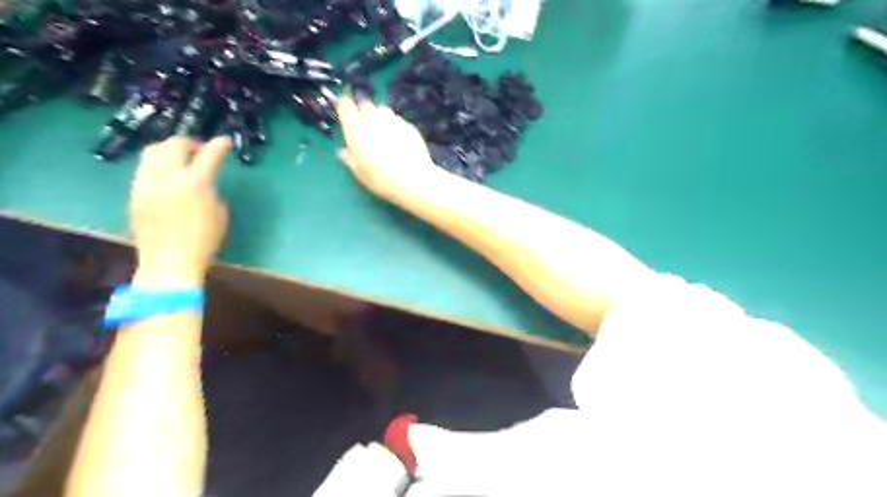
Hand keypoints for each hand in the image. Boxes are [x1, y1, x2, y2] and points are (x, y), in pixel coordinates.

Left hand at [131, 136, 231, 286]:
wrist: (169, 262)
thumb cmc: (204, 241)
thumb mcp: (219, 213)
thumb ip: (210, 191)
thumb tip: (203, 182)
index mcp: (194, 184)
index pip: (208, 155)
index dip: (219, 145)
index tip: (225, 141)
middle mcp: (167, 177)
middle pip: (174, 145)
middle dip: (190, 142)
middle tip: (200, 149)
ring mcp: (146, 183)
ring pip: (153, 152)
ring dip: (169, 149)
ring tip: (180, 157)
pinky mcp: (134, 193)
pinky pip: (144, 168)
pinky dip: (158, 164)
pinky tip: (167, 174)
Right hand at [335, 95, 440, 200]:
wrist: (414, 180)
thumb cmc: (382, 179)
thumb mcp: (360, 173)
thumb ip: (349, 158)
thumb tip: (343, 151)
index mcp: (356, 129)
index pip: (345, 105)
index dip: (345, 107)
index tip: (346, 114)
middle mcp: (373, 119)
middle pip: (365, 105)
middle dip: (363, 113)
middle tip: (366, 130)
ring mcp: (393, 120)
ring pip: (383, 110)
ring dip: (380, 118)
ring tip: (383, 135)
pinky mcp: (409, 125)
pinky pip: (397, 120)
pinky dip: (395, 126)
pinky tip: (399, 142)